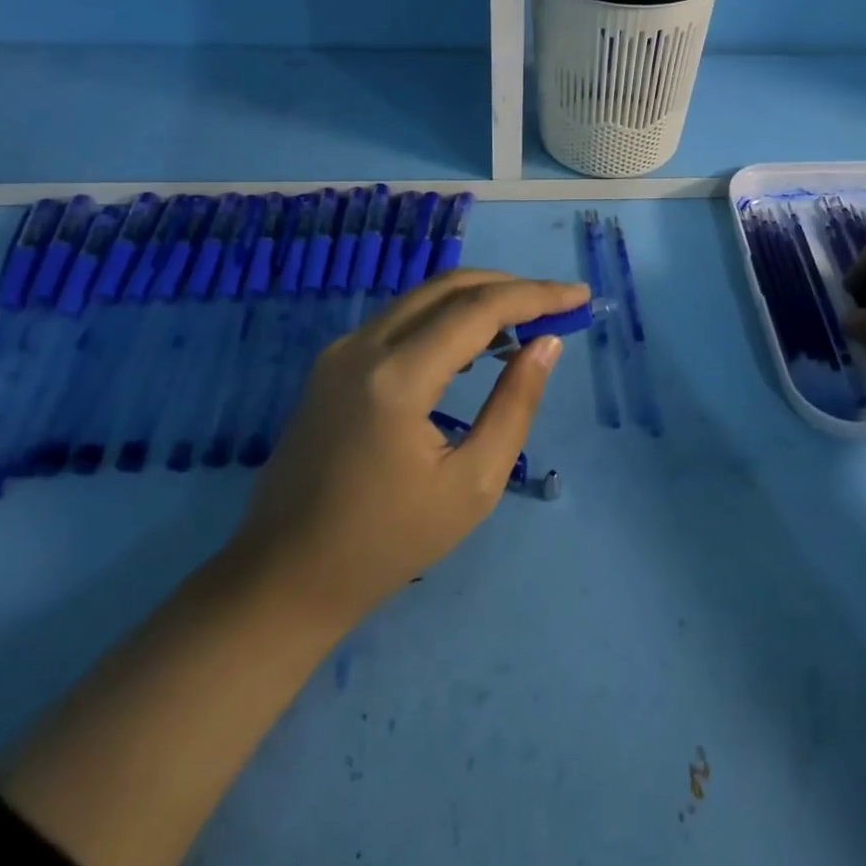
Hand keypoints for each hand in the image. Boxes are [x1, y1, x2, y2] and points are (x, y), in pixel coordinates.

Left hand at [228, 270, 588, 632]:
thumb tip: (546, 343)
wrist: (284, 578)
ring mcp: (341, 351)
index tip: (581, 296)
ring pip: (423, 297)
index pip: (480, 309)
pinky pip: (402, 320)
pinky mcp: (333, 364)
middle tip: (559, 304)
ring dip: (480, 298)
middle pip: (450, 287)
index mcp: (397, 377)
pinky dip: (447, 317)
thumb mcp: (472, 484)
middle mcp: (364, 346)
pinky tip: (477, 343)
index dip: (537, 295)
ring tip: (528, 322)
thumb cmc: (388, 543)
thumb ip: (515, 405)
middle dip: (512, 287)